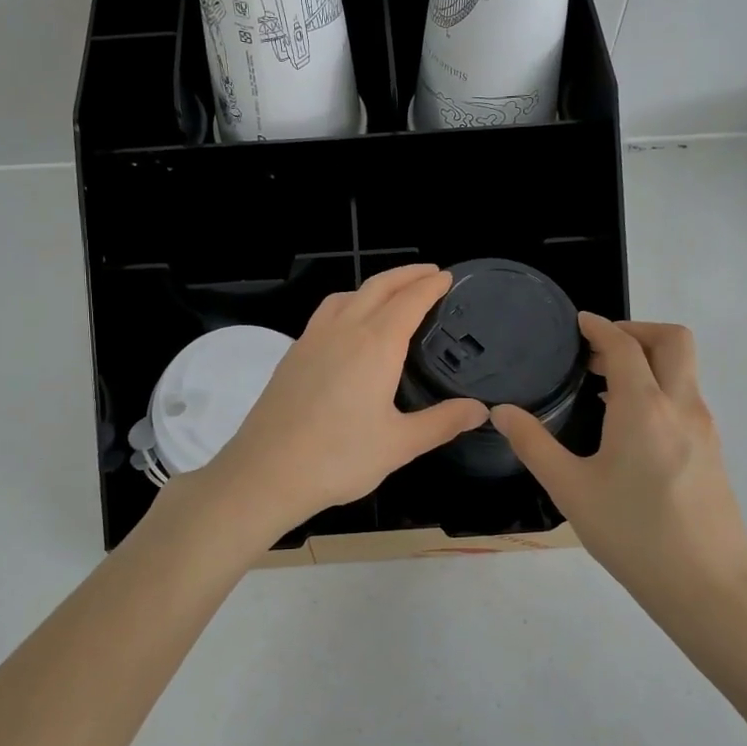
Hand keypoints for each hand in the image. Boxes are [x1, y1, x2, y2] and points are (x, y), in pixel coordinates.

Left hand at [199, 265, 486, 537]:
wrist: (266, 472)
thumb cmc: (339, 458)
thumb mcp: (400, 444)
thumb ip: (442, 422)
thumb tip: (480, 410)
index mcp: (375, 346)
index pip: (409, 301)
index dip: (430, 285)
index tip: (447, 276)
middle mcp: (343, 331)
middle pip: (377, 288)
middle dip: (406, 275)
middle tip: (429, 273)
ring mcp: (312, 340)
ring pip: (346, 296)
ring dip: (373, 287)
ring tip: (391, 295)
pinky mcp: (292, 355)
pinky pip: (325, 314)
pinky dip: (347, 304)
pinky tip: (348, 328)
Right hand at [492, 315, 746, 615]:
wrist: (707, 587)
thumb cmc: (632, 534)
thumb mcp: (570, 490)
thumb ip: (533, 444)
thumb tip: (501, 411)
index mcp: (643, 407)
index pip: (624, 345)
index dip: (599, 327)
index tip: (578, 323)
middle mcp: (681, 406)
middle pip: (673, 340)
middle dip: (637, 330)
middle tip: (598, 351)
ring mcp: (705, 428)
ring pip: (684, 369)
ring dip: (649, 360)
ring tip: (604, 387)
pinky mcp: (713, 451)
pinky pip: (686, 398)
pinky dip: (660, 388)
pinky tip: (628, 426)